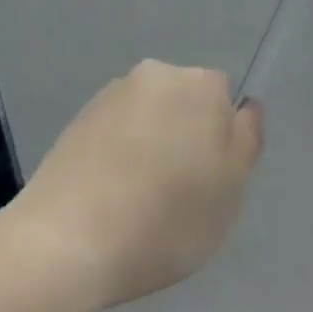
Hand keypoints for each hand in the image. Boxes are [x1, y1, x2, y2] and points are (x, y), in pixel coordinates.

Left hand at [7, 61, 262, 310]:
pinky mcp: (82, 116)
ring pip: (150, 116)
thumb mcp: (229, 193)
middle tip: (178, 193)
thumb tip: (245, 107)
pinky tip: (110, 195)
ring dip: (152, 144)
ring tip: (139, 200)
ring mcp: (114, 92)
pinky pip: (117, 130)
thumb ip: (245, 141)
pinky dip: (120, 153)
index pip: (224, 99)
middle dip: (185, 136)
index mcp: (199, 84)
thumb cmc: (163, 219)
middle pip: (185, 102)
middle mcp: (156, 73)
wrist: (67, 238)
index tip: (207, 180)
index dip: (221, 141)